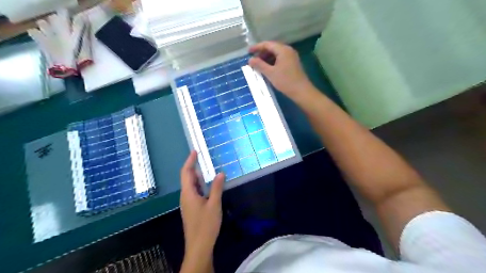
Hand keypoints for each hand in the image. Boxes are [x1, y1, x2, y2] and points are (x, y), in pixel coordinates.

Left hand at [179, 152, 224, 260]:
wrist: (199, 246)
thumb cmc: (206, 225)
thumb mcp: (214, 204)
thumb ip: (216, 187)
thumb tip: (220, 173)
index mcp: (188, 193)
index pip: (186, 172)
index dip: (190, 161)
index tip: (195, 151)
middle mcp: (185, 196)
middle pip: (188, 178)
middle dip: (195, 168)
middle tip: (205, 159)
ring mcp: (188, 203)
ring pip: (192, 186)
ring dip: (199, 178)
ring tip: (209, 171)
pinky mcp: (192, 208)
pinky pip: (195, 193)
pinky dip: (201, 186)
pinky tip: (210, 187)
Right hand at [248, 41, 312, 98]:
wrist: (301, 91)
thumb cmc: (285, 81)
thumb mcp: (270, 73)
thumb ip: (259, 65)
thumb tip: (250, 60)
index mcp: (283, 50)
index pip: (267, 44)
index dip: (257, 47)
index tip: (248, 52)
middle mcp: (288, 50)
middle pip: (272, 48)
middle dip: (261, 53)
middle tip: (253, 60)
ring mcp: (291, 57)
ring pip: (276, 54)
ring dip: (266, 58)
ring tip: (259, 65)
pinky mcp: (292, 63)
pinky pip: (280, 59)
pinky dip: (272, 62)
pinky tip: (268, 69)